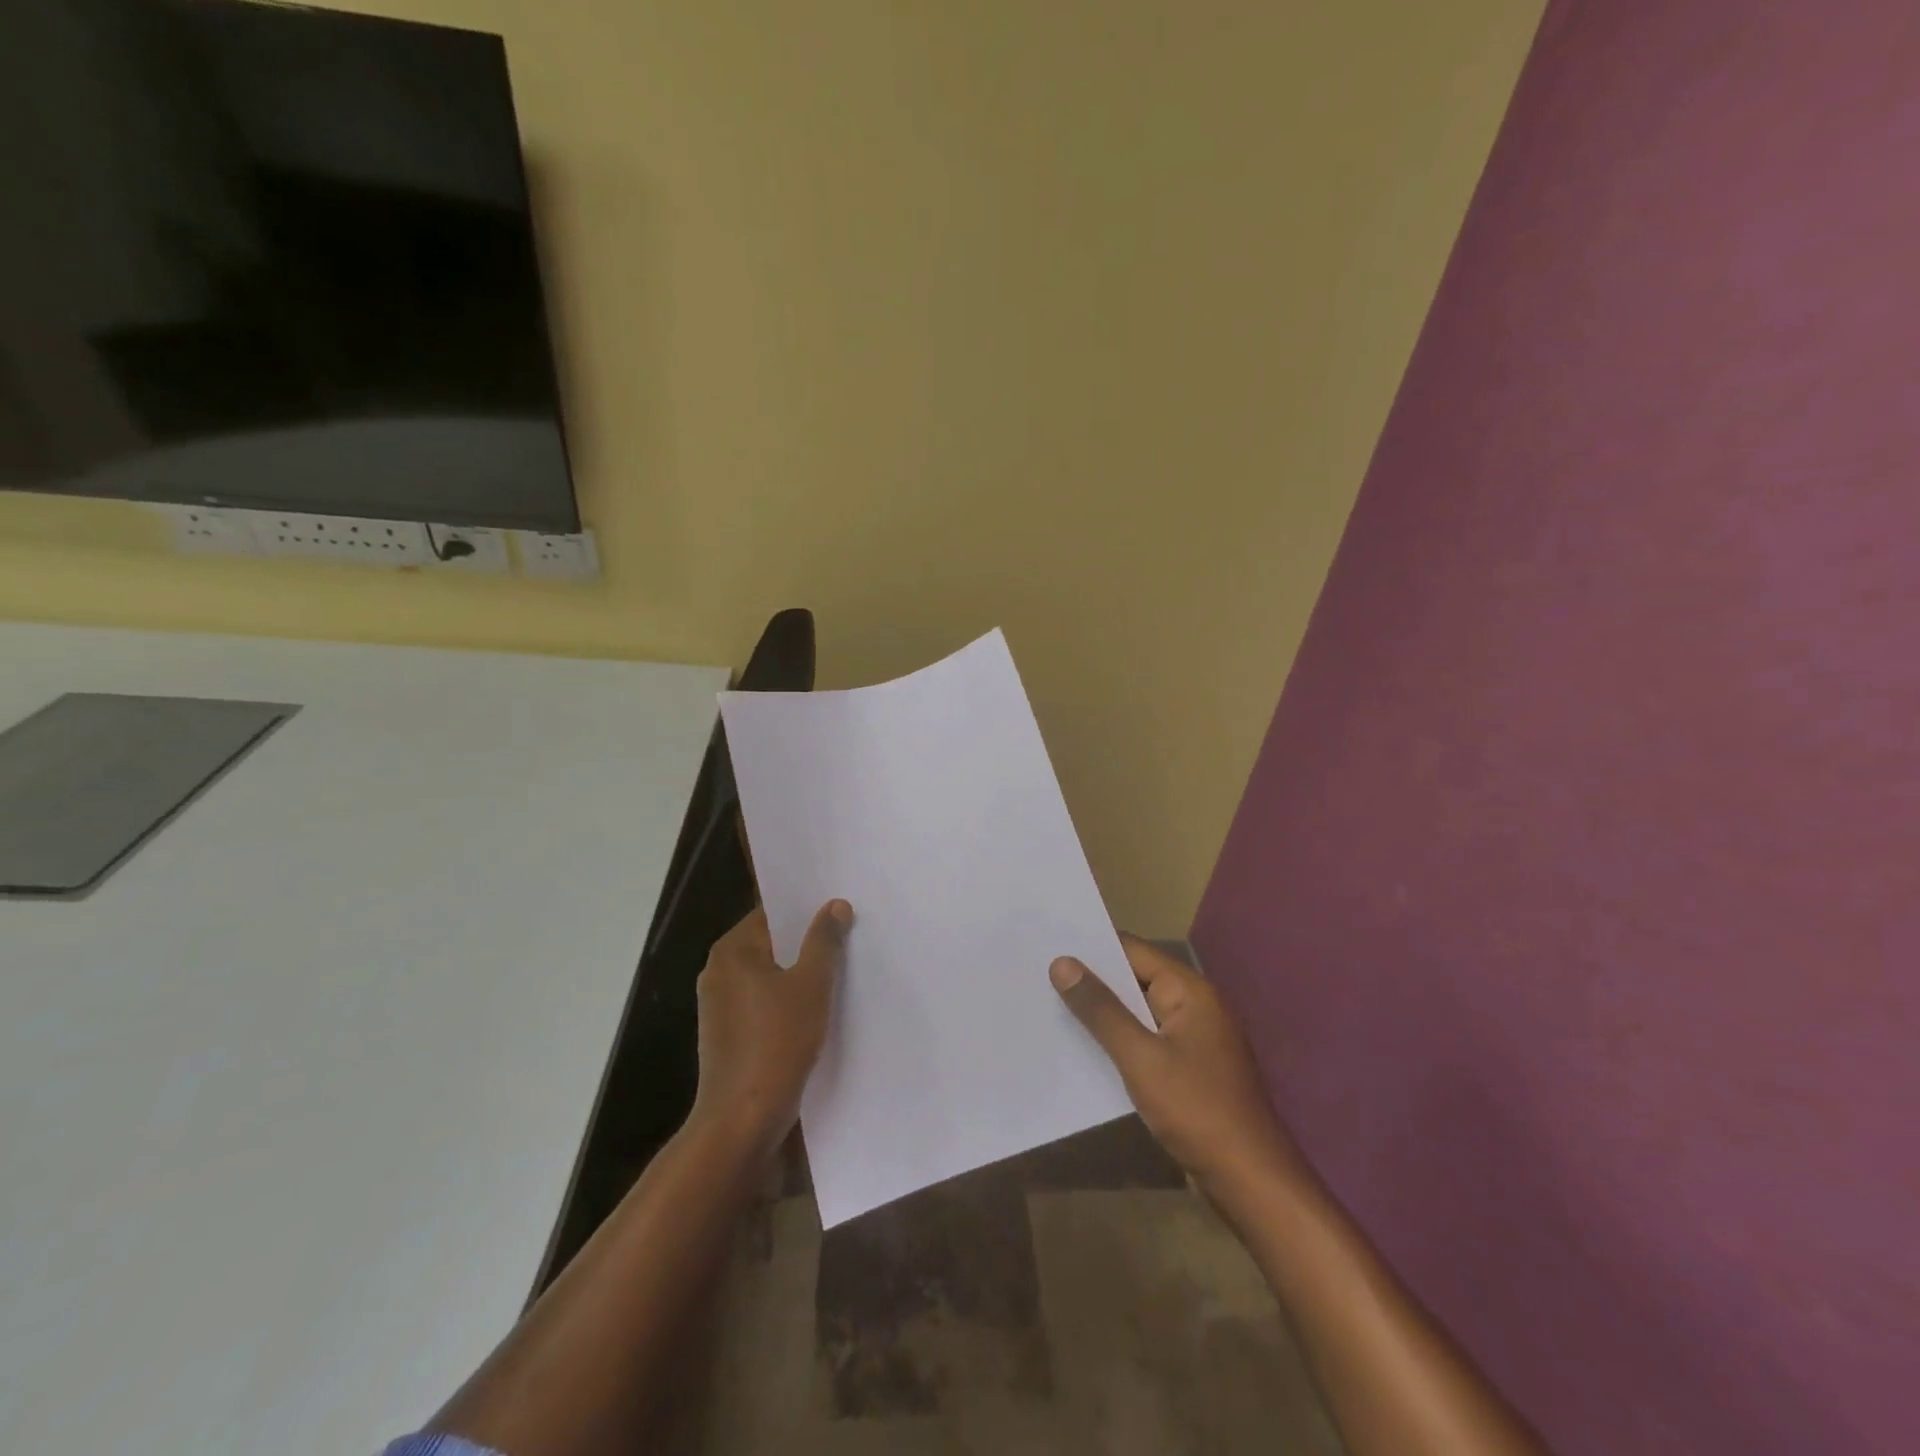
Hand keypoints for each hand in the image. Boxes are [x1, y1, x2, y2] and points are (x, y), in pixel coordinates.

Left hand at [691, 900, 850, 1155]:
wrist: (742, 1120)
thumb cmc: (777, 1042)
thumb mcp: (811, 985)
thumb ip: (824, 940)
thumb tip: (835, 904)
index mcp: (732, 950)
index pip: (772, 913)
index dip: (807, 910)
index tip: (840, 908)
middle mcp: (719, 970)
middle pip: (771, 942)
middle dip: (807, 941)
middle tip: (849, 935)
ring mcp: (720, 1004)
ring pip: (769, 974)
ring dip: (799, 972)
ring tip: (841, 968)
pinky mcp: (728, 1033)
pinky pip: (763, 1001)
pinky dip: (788, 999)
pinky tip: (819, 1007)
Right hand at [1050, 936, 1298, 1191]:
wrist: (1251, 1183)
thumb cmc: (1196, 1110)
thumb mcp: (1140, 1057)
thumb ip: (1100, 1009)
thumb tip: (1062, 963)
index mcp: (1190, 991)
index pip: (1133, 951)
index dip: (1091, 947)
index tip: (1048, 945)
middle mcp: (1195, 1006)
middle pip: (1135, 980)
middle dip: (1092, 981)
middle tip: (1040, 975)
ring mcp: (1195, 1040)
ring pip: (1139, 1014)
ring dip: (1103, 1014)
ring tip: (1051, 1007)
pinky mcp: (1190, 1070)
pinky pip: (1147, 1042)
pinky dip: (1119, 1042)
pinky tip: (1085, 1050)